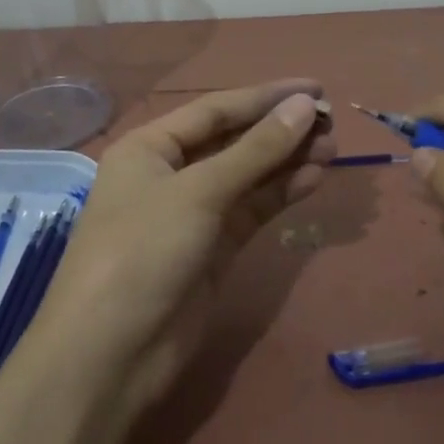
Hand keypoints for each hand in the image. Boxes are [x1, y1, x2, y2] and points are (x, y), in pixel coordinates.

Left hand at [30, 79, 335, 413]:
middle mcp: (169, 174)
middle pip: (233, 141)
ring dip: (287, 161)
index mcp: (150, 147)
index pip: (216, 109)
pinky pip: (251, 210)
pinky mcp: (212, 250)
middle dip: (279, 130)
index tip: (314, 88)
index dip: (266, 97)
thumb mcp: (199, 192)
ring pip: (247, 176)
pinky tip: (313, 178)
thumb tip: (304, 106)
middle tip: (330, 121)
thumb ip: (256, 150)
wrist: (110, 355)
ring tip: (332, 148)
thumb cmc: (143, 252)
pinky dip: (280, 194)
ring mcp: (191, 214)